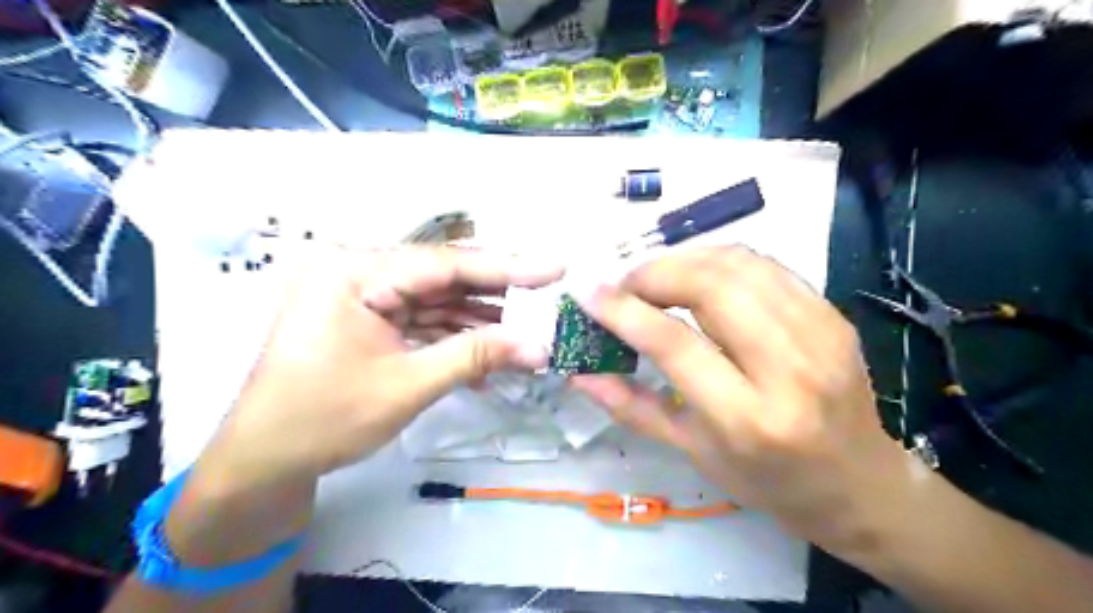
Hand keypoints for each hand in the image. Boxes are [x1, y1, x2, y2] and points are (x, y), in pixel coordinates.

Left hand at [201, 243, 562, 486]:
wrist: (264, 462)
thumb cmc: (325, 419)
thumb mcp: (408, 386)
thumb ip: (476, 356)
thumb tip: (539, 346)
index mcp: (355, 273)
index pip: (445, 264)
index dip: (506, 267)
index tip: (554, 269)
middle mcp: (357, 272)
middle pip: (442, 278)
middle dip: (494, 295)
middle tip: (544, 300)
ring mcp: (361, 296)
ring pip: (435, 300)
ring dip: (477, 321)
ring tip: (522, 334)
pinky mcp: (367, 319)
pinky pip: (420, 320)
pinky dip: (452, 338)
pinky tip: (485, 357)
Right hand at [573, 247, 906, 551]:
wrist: (860, 484)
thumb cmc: (769, 482)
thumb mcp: (694, 453)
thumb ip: (633, 407)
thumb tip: (581, 374)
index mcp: (748, 419)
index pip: (675, 344)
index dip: (625, 311)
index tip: (591, 294)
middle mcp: (790, 370)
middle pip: (712, 287)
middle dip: (655, 273)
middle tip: (624, 283)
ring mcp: (820, 335)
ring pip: (740, 264)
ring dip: (685, 258)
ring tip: (655, 276)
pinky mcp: (833, 315)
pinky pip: (766, 266)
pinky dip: (720, 260)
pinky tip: (697, 274)